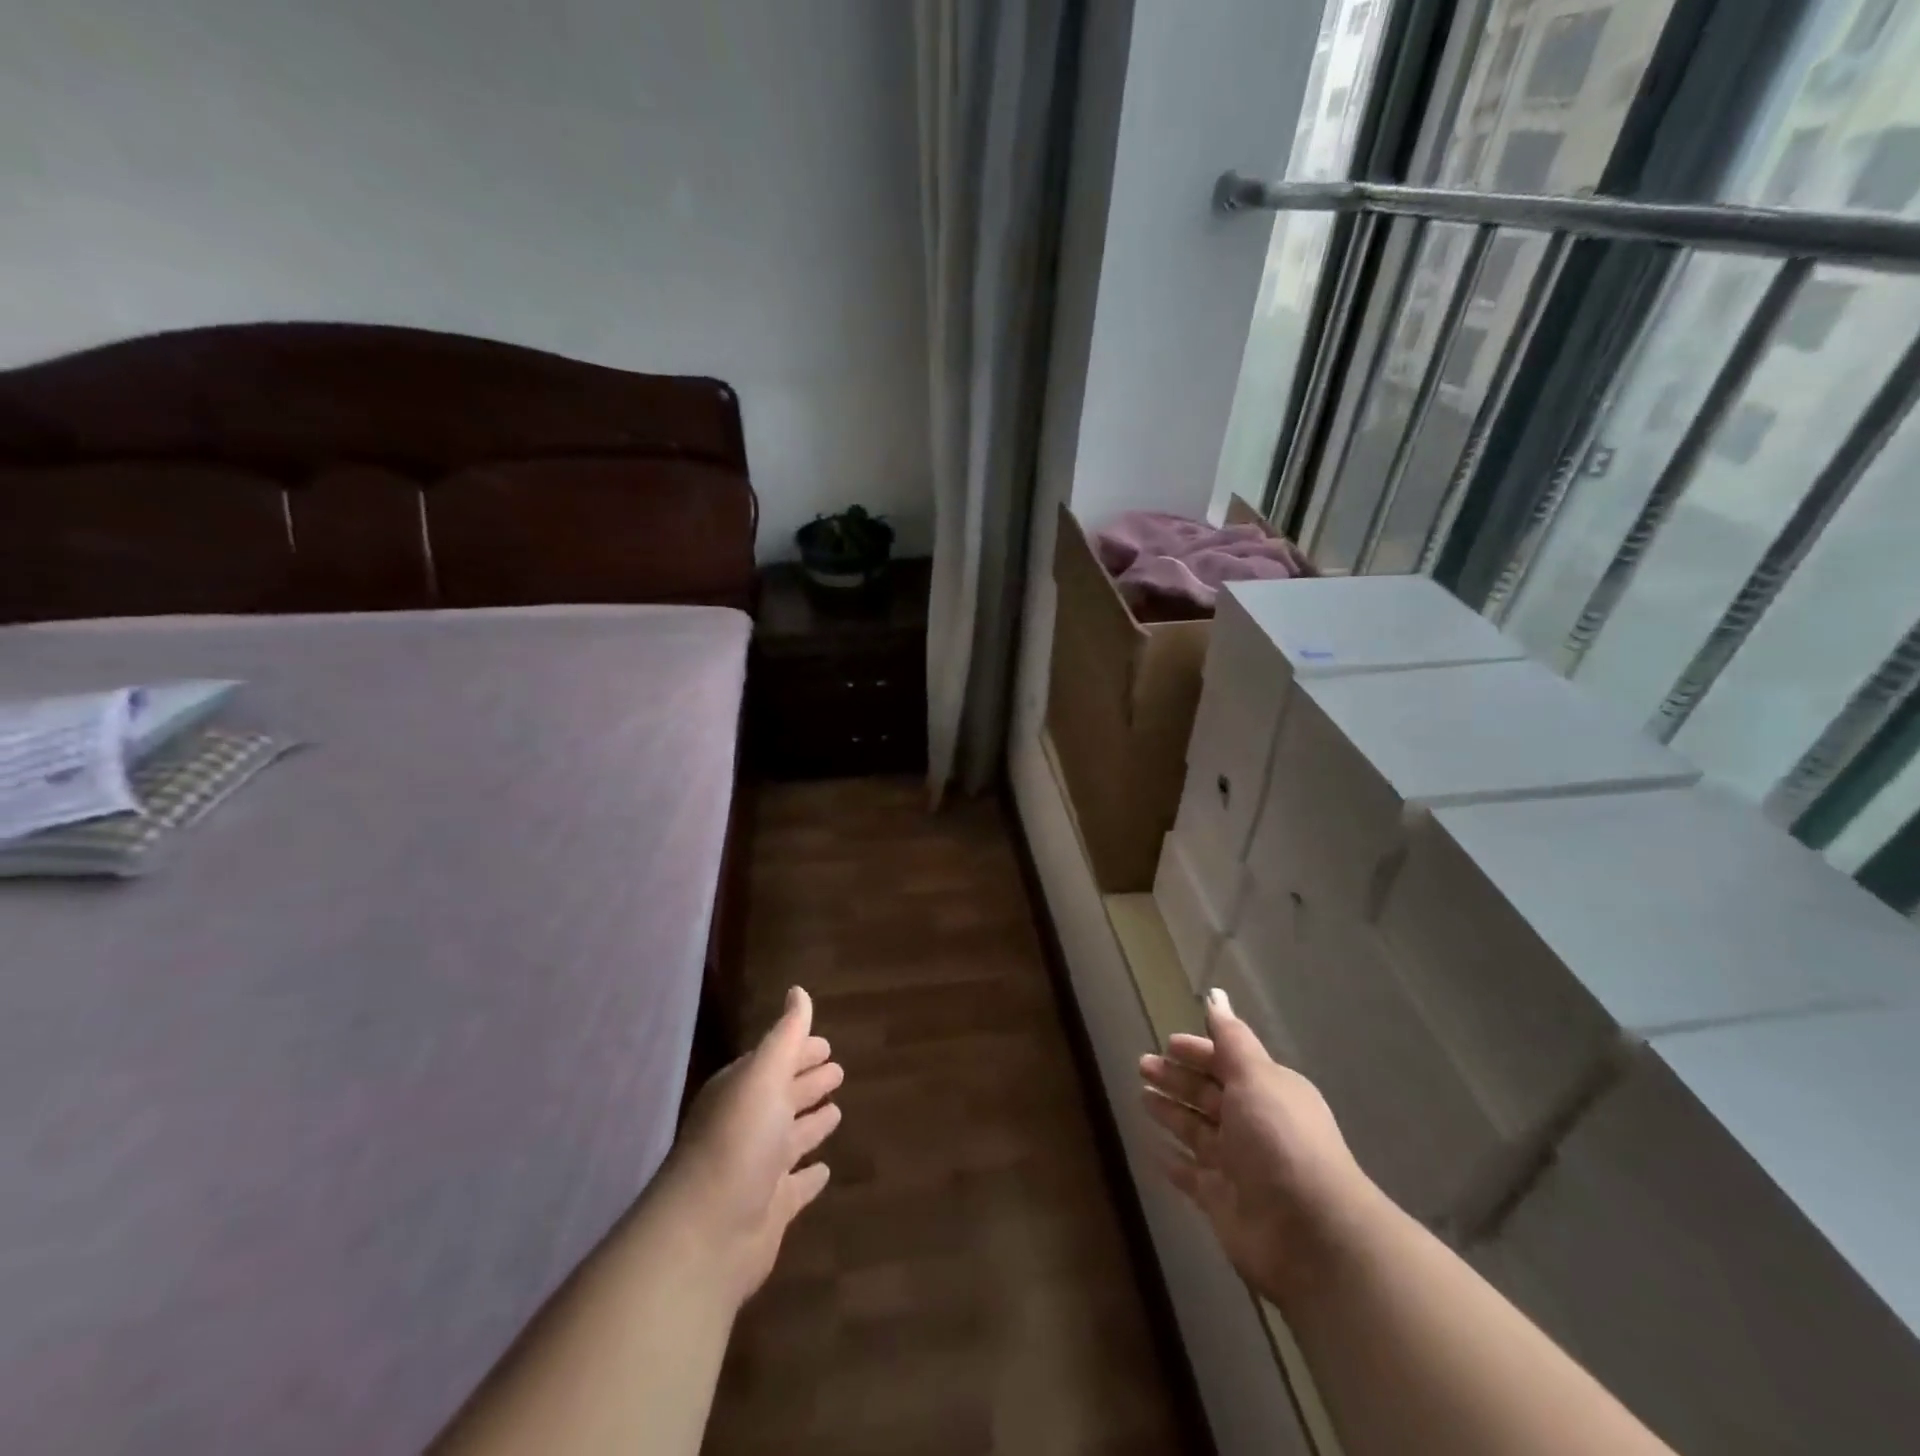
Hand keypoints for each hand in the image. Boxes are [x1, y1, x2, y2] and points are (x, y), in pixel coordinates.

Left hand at [654, 986, 843, 1306]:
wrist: (705, 1236)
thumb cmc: (737, 1142)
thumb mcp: (763, 1077)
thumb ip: (785, 1035)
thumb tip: (798, 991)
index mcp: (743, 1092)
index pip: (776, 1061)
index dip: (800, 1050)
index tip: (827, 1043)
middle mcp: (748, 1126)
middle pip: (783, 1097)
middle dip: (808, 1082)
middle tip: (839, 1070)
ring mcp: (758, 1170)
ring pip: (790, 1139)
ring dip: (811, 1124)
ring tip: (837, 1111)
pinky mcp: (770, 1210)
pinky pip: (796, 1186)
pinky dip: (810, 1176)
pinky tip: (826, 1170)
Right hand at [1140, 988, 1377, 1308]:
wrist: (1310, 1234)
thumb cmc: (1280, 1141)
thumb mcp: (1256, 1077)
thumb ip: (1231, 1039)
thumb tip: (1215, 995)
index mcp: (1268, 1091)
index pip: (1226, 1062)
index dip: (1197, 1052)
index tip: (1167, 1044)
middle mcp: (1253, 1124)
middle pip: (1208, 1094)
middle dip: (1176, 1078)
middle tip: (1142, 1065)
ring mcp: (1238, 1165)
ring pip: (1197, 1130)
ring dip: (1172, 1112)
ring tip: (1141, 1097)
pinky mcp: (1222, 1201)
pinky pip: (1191, 1174)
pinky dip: (1173, 1161)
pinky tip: (1152, 1148)